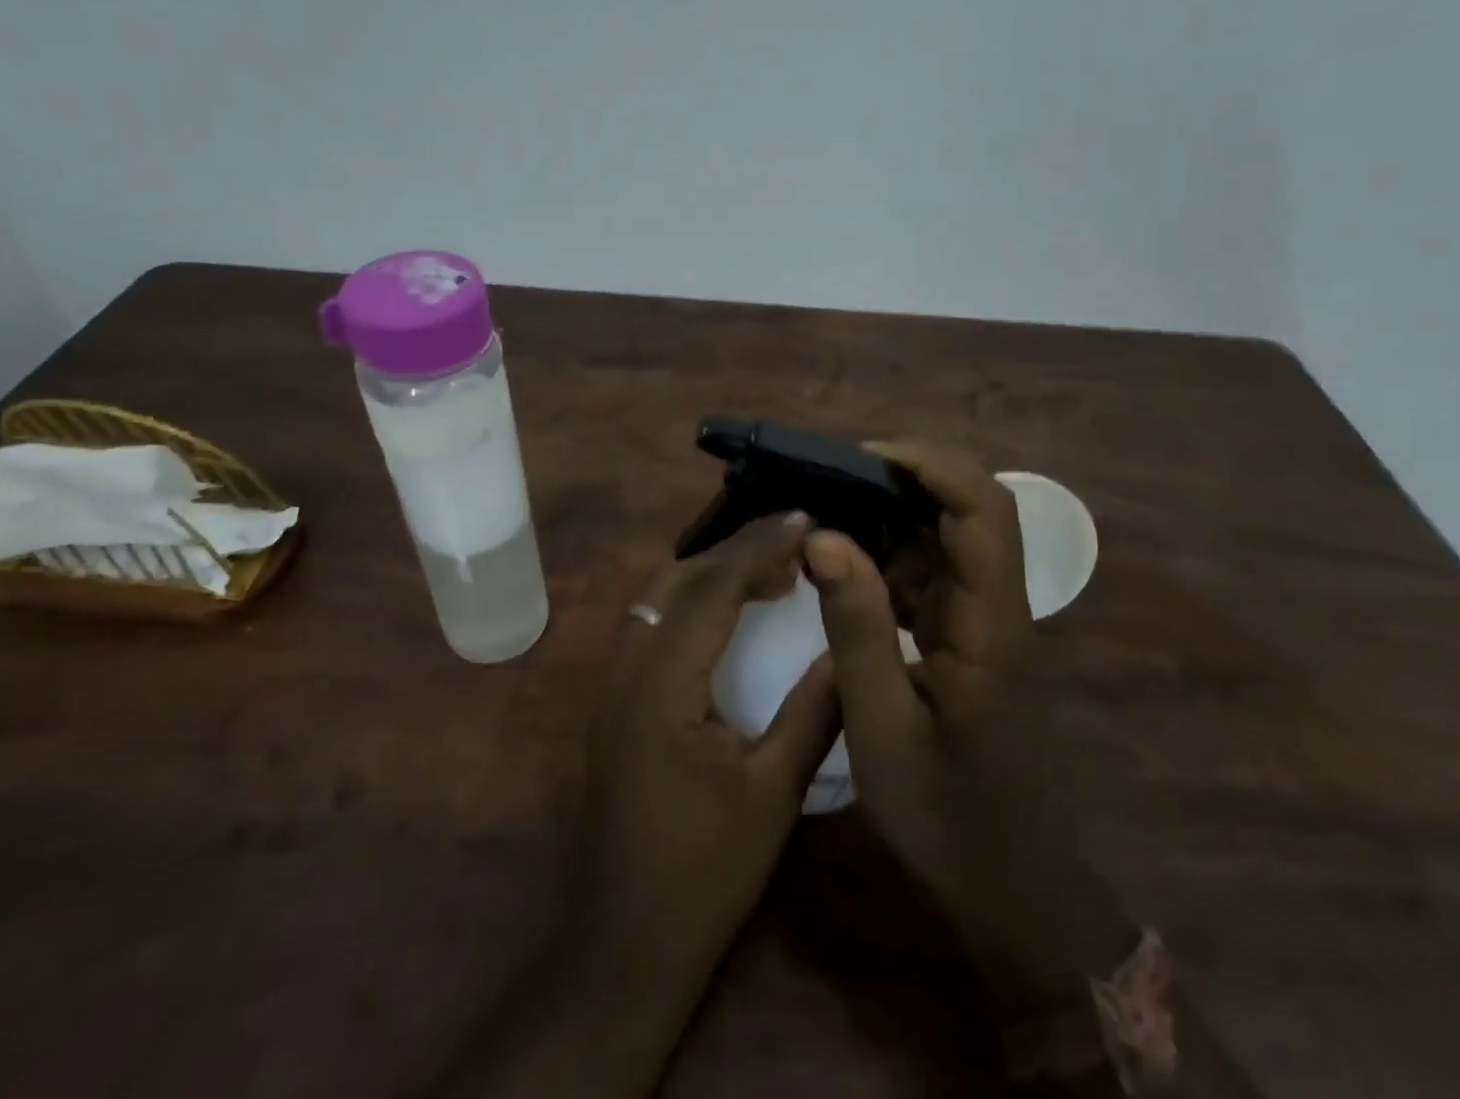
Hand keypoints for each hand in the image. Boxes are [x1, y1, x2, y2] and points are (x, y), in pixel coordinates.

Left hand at [574, 510, 840, 984]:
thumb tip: (847, 648)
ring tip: (768, 569)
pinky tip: (727, 612)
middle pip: (676, 578)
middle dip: (734, 549)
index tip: (803, 519)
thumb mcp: (773, 792)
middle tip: (792, 540)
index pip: (711, 588)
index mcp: (663, 683)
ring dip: (709, 570)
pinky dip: (691, 598)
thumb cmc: (705, 870)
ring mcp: (612, 682)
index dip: (759, 547)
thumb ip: (813, 712)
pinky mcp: (614, 698)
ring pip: (657, 594)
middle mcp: (626, 667)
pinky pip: (651, 621)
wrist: (625, 940)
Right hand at [805, 443, 1135, 1015]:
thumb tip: (823, 536)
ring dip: (894, 515)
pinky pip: (934, 576)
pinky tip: (845, 566)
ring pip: (951, 539)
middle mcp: (999, 608)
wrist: (1013, 890)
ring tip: (829, 509)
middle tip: (834, 476)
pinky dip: (890, 557)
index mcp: (992, 625)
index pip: (983, 511)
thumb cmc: (948, 818)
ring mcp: (987, 623)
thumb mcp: (882, 728)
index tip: (863, 455)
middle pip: (974, 510)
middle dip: (908, 478)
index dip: (931, 466)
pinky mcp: (971, 640)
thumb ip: (857, 627)